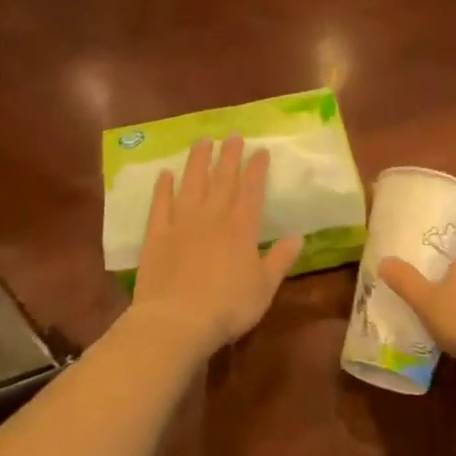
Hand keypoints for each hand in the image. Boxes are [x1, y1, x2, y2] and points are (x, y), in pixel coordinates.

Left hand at [131, 135, 300, 358]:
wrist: (177, 320)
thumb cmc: (228, 307)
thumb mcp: (264, 287)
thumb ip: (280, 260)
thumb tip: (298, 237)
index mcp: (242, 228)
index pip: (252, 190)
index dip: (257, 169)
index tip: (260, 150)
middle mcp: (213, 216)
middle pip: (223, 179)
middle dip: (229, 155)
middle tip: (233, 135)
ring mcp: (182, 222)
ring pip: (192, 183)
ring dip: (198, 161)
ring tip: (202, 141)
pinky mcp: (157, 234)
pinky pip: (160, 204)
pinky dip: (163, 187)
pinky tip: (166, 174)